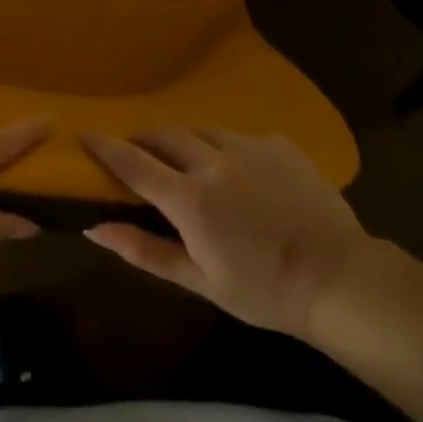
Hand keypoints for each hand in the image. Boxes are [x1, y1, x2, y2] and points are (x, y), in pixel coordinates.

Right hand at [81, 128, 377, 339]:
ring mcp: (249, 147)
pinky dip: (227, 148)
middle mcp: (213, 161)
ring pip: (202, 130)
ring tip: (189, 160)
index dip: (105, 146)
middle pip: (165, 134)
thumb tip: (95, 227)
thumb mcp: (200, 280)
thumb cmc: (263, 291)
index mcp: (189, 199)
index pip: (133, 162)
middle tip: (139, 151)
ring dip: (185, 141)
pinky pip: (240, 137)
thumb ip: (145, 250)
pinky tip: (241, 173)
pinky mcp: (278, 144)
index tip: (84, 133)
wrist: (339, 279)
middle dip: (145, 138)